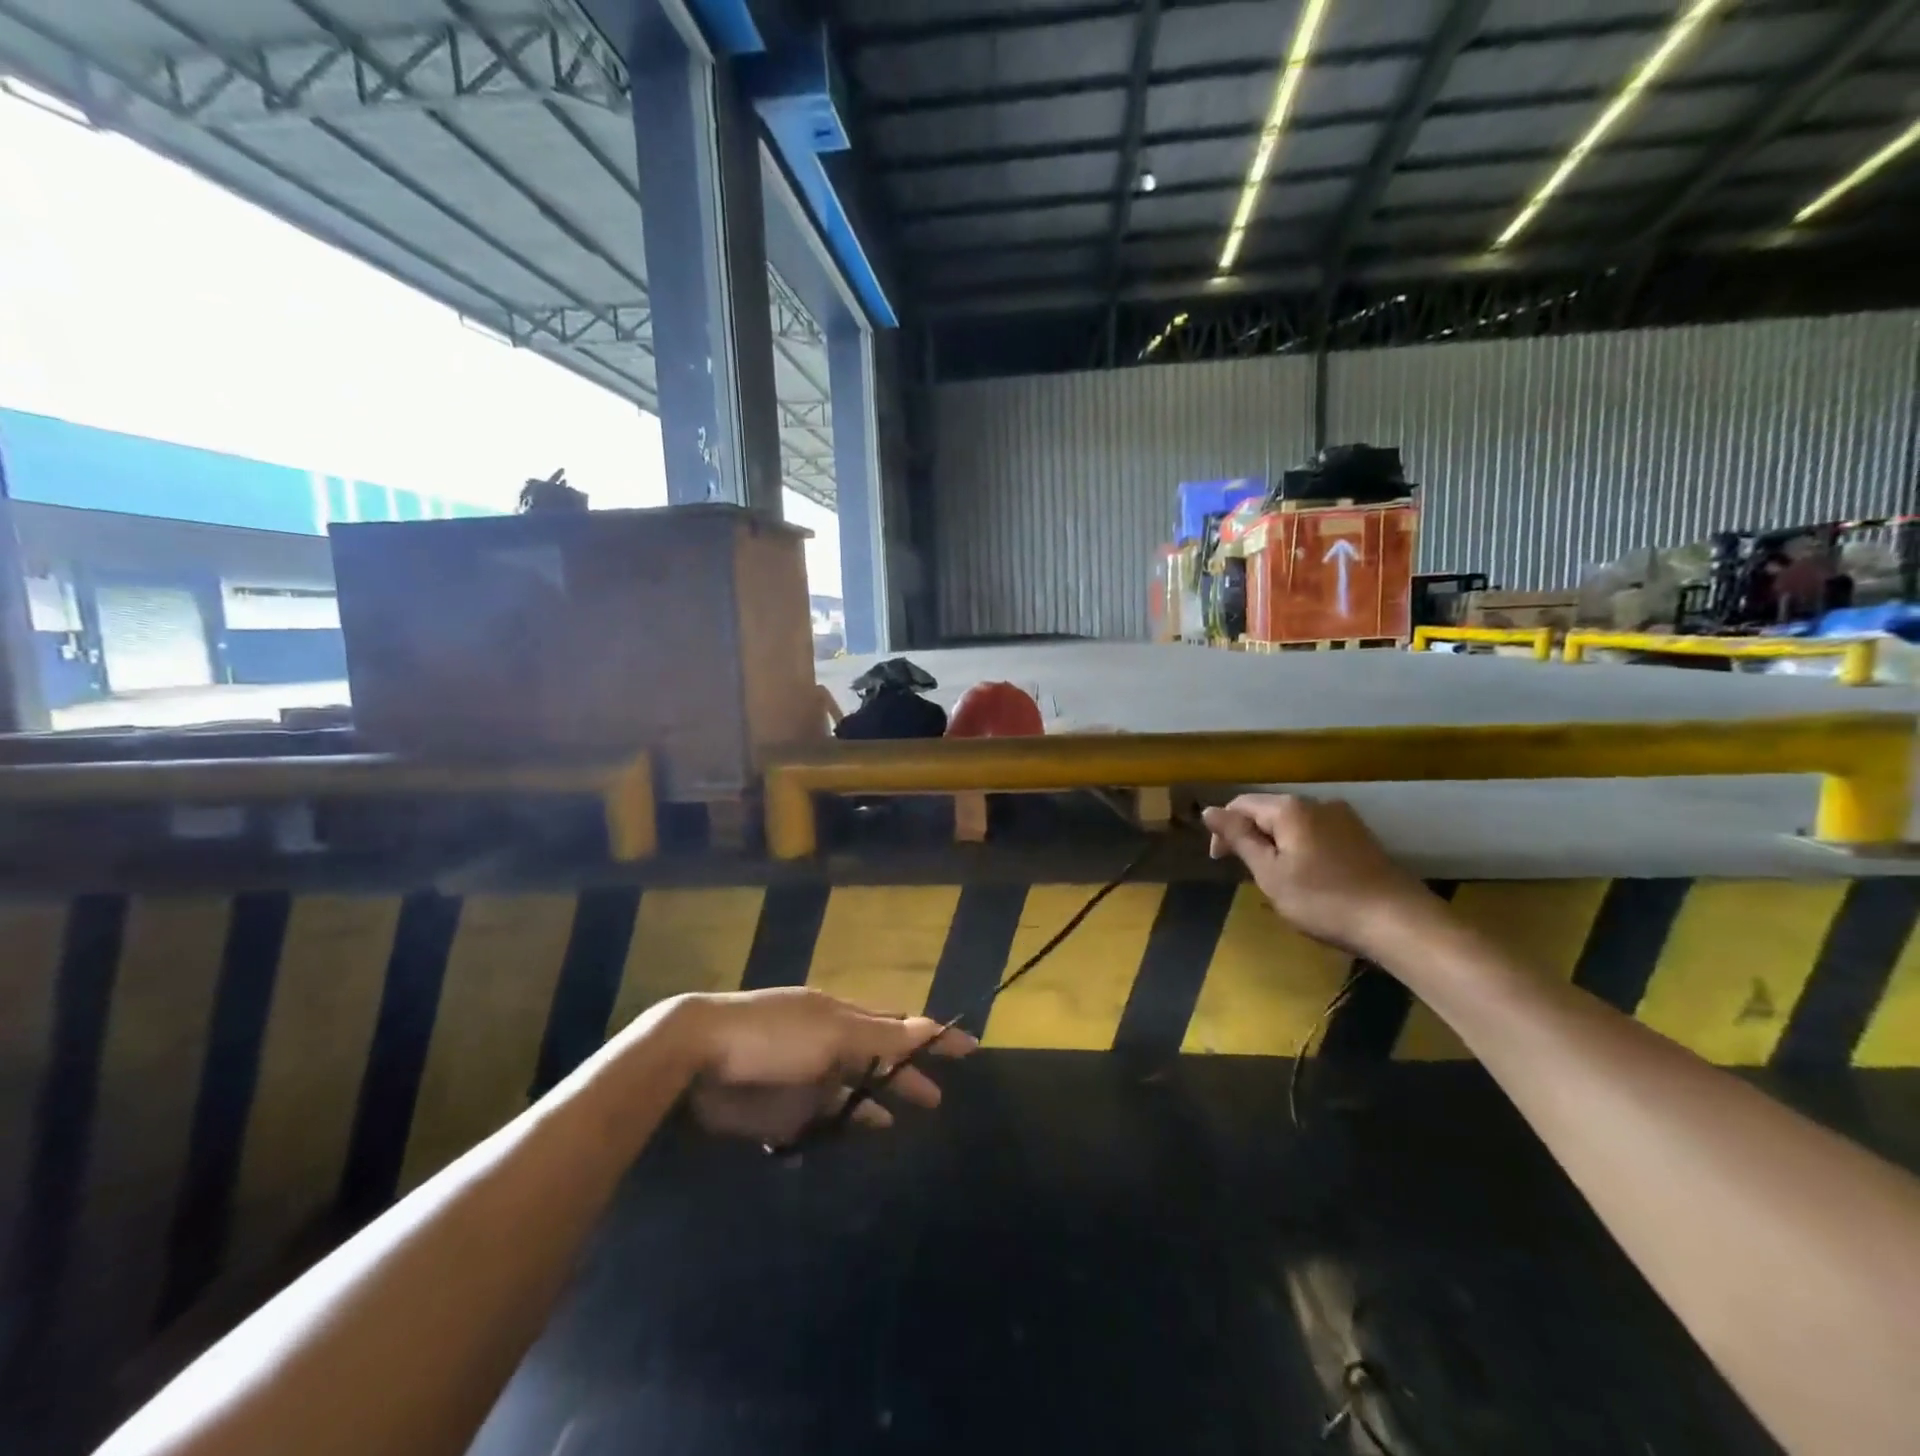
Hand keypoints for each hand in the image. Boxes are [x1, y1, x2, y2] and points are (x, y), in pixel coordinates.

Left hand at [671, 988, 976, 1144]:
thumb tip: (931, 1025)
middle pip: (878, 1062)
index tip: (970, 1047)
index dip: (933, 1037)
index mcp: (843, 1018)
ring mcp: (807, 1078)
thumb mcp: (832, 1032)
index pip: (899, 1026)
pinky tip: (853, 1138)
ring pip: (851, 1093)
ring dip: (875, 1103)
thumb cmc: (773, 1034)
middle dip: (907, 1075)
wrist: (700, 1057)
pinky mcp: (783, 1111)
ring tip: (901, 1121)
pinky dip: (840, 1127)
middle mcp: (830, 1045)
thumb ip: (881, 1036)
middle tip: (938, 1098)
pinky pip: (821, 1121)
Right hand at [1200, 794, 1441, 958]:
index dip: (1223, 830)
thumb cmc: (1324, 900)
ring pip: (1294, 824)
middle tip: (1245, 873)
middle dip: (1250, 837)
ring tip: (1273, 877)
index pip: (1241, 805)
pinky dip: (1300, 849)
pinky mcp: (1361, 837)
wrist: (1399, 922)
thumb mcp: (1270, 873)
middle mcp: (1317, 803)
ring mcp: (1344, 819)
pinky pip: (1316, 834)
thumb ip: (1239, 838)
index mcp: (1290, 808)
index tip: (1218, 862)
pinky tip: (1305, 877)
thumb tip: (1209, 810)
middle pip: (1269, 811)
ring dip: (1276, 844)